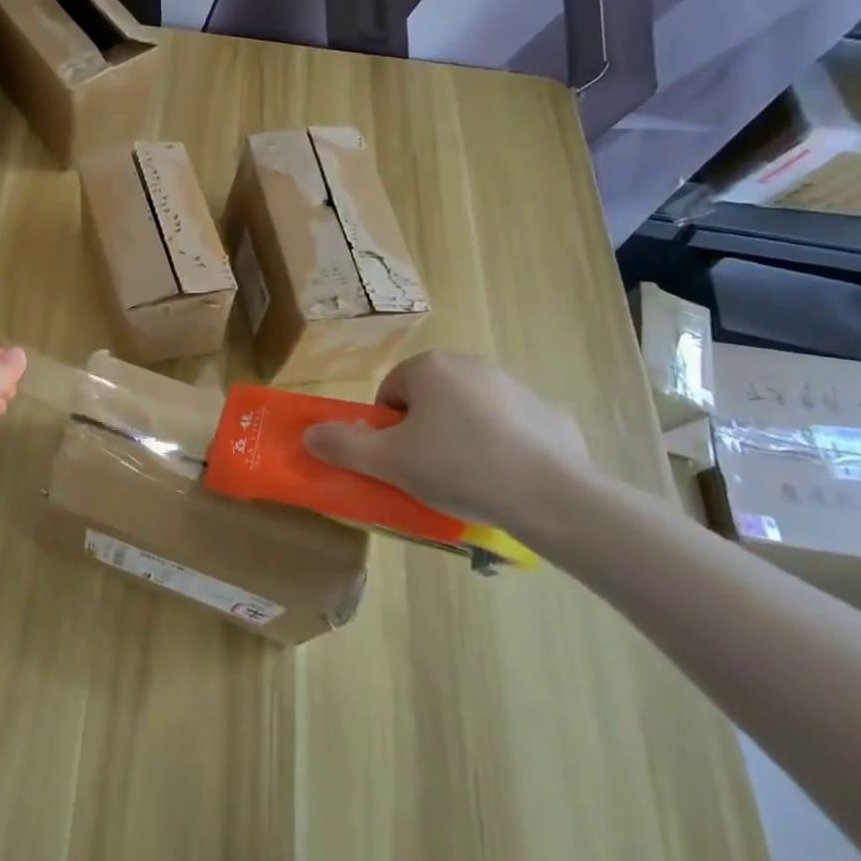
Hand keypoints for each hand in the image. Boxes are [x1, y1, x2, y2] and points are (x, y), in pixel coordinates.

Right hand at [301, 351, 594, 535]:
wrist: (552, 495)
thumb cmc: (458, 467)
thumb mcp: (388, 462)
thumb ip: (343, 446)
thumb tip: (309, 435)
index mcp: (430, 367)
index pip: (391, 393)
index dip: (388, 430)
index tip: (400, 461)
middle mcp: (471, 364)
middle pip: (429, 399)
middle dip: (424, 431)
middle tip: (429, 472)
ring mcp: (516, 386)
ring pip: (470, 412)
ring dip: (462, 437)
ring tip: (470, 480)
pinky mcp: (550, 414)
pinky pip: (512, 428)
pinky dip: (504, 447)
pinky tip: (508, 479)